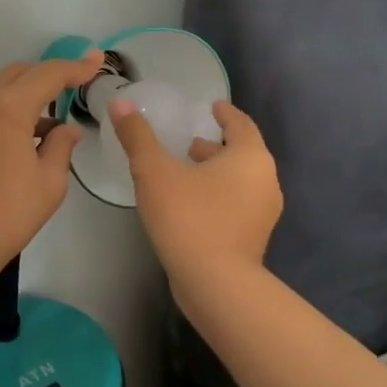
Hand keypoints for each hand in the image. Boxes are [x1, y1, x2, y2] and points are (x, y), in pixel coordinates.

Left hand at [0, 50, 103, 281]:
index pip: (48, 74)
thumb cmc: (7, 213)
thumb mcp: (49, 181)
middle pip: (20, 73)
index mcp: (7, 107)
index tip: (97, 61)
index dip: (76, 67)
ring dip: (26, 95)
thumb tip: (66, 129)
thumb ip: (61, 145)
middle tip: (75, 87)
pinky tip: (23, 137)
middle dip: (48, 76)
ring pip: (0, 89)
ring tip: (51, 122)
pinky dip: (6, 110)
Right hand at [108, 98, 282, 286]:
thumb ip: (137, 135)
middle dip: (216, 145)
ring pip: (240, 180)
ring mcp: (263, 213)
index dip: (225, 113)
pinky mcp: (254, 239)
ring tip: (185, 171)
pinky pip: (237, 204)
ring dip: (216, 171)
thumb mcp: (154, 171)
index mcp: (249, 157)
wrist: (216, 285)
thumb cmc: (188, 216)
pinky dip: (218, 194)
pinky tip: (190, 203)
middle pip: (243, 153)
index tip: (211, 107)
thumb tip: (120, 101)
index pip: (241, 124)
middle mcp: (265, 181)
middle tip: (189, 142)